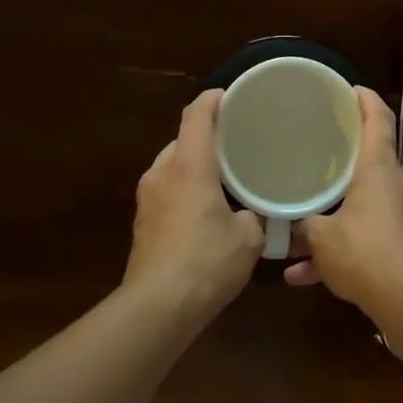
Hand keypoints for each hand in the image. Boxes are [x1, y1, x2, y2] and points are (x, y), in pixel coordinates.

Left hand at [124, 90, 263, 316]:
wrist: (158, 306)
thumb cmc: (207, 261)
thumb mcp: (249, 238)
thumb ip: (257, 216)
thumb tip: (259, 214)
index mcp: (189, 165)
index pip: (197, 115)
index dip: (212, 100)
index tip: (230, 96)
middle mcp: (162, 173)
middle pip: (182, 139)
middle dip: (206, 137)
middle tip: (237, 142)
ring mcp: (147, 198)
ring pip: (172, 166)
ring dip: (194, 165)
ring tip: (223, 175)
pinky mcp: (142, 222)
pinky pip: (166, 189)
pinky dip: (184, 188)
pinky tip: (205, 207)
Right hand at [285, 87, 402, 314]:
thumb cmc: (364, 252)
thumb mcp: (321, 237)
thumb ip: (303, 225)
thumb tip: (289, 224)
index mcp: (380, 169)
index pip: (379, 121)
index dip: (366, 101)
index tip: (351, 90)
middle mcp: (398, 184)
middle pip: (370, 163)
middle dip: (341, 167)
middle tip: (315, 160)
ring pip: (364, 207)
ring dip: (334, 220)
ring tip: (298, 239)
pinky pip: (370, 237)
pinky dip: (344, 249)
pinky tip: (307, 276)